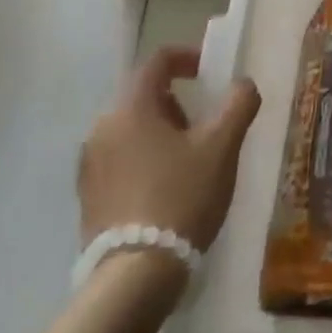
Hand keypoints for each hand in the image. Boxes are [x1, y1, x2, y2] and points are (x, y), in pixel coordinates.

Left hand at [78, 45, 262, 267]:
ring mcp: (89, 165)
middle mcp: (101, 129)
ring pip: (131, 129)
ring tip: (191, 160)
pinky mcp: (88, 196)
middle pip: (142, 96)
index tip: (210, 73)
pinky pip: (120, 159)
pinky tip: (167, 188)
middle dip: (177, 102)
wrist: (136, 275)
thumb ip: (238, 105)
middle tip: (206, 125)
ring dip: (161, 131)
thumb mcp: (222, 146)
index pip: (157, 62)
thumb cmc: (182, 197)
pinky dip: (145, 158)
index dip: (187, 57)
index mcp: (131, 109)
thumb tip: (244, 84)